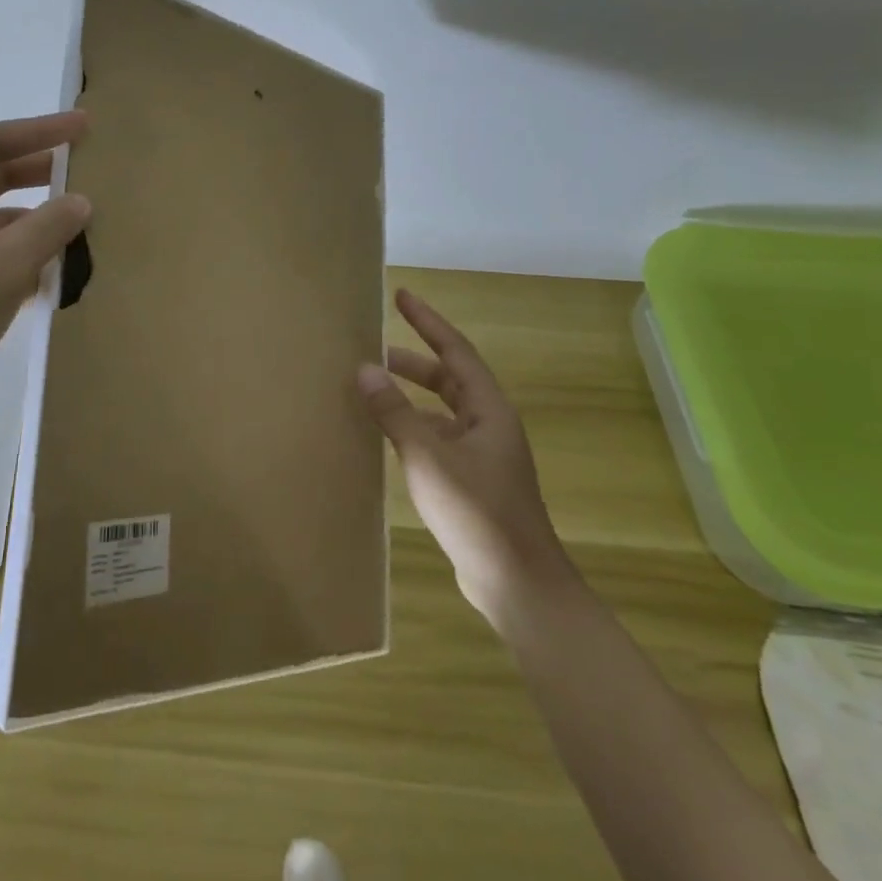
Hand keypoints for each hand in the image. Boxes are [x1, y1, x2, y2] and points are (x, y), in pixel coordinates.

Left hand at [0, 111, 90, 415]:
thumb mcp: (2, 266)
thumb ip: (48, 227)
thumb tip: (84, 202)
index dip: (38, 131)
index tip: (83, 127)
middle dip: (39, 170)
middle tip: (88, 163)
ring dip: (36, 218)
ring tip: (83, 219)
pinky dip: (24, 251)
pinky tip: (60, 263)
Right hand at [358, 288, 569, 624]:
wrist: (517, 584)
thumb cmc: (477, 512)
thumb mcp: (428, 457)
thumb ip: (394, 412)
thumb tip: (364, 369)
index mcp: (488, 410)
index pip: (455, 350)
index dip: (428, 321)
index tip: (401, 296)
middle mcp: (489, 425)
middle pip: (450, 378)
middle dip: (414, 360)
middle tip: (374, 348)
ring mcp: (483, 455)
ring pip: (443, 410)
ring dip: (412, 395)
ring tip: (373, 388)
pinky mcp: (473, 481)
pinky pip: (439, 437)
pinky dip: (414, 427)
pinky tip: (389, 437)